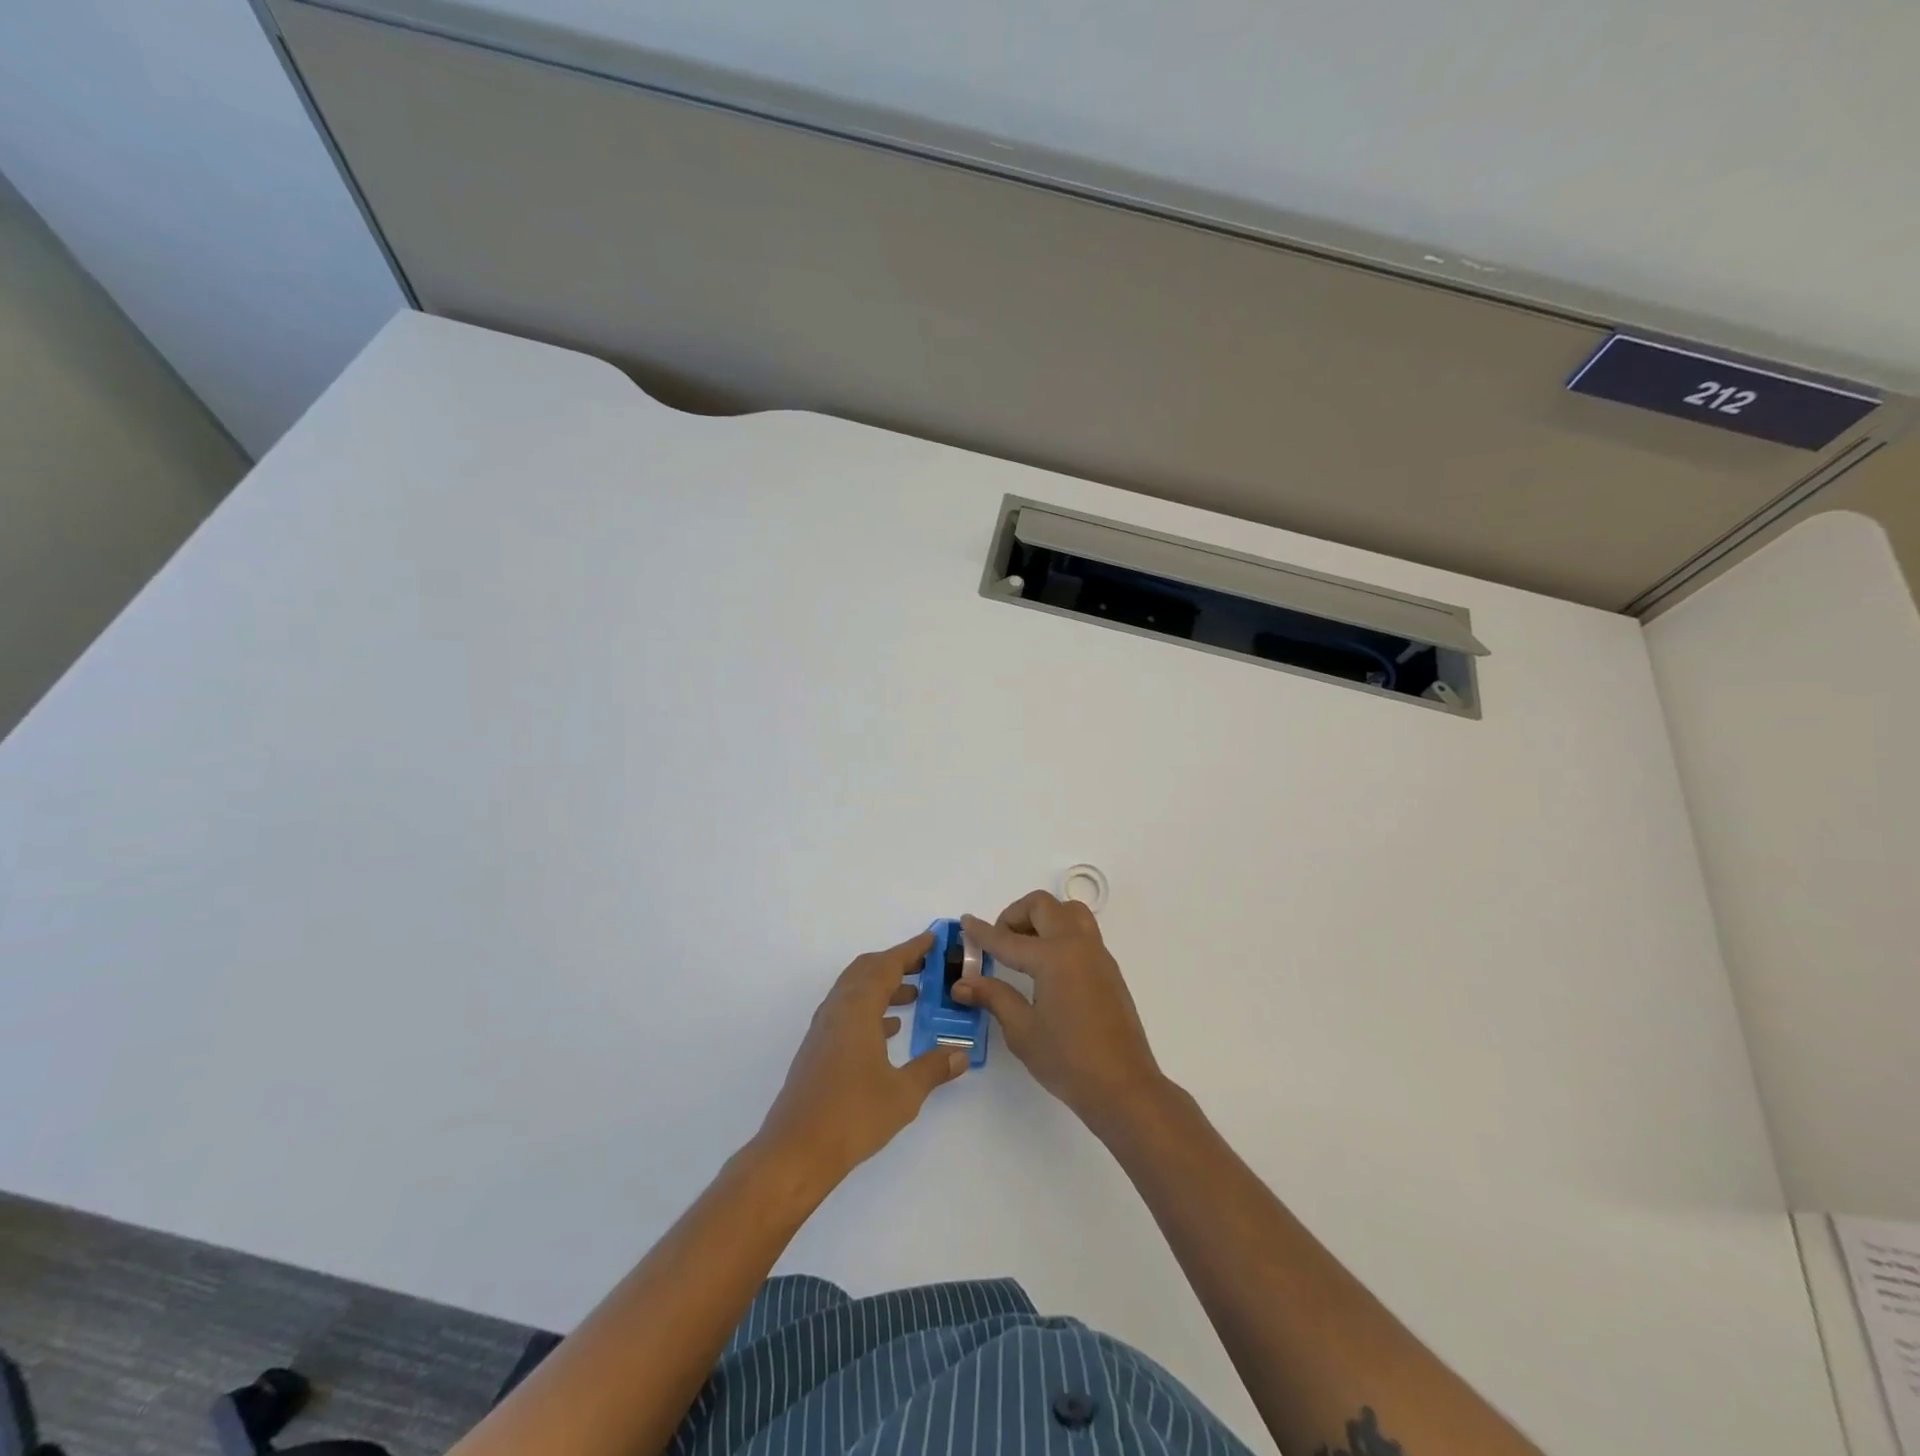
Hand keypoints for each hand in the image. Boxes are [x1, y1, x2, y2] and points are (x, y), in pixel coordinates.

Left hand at [756, 931, 969, 1193]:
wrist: (796, 1152)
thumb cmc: (852, 1116)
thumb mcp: (903, 1094)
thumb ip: (933, 1068)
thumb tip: (961, 1052)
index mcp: (857, 1009)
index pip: (887, 965)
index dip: (911, 950)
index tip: (933, 940)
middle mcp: (837, 1010)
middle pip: (867, 970)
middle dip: (897, 963)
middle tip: (927, 965)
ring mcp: (824, 1029)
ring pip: (855, 990)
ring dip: (883, 986)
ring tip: (915, 995)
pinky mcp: (818, 1049)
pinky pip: (847, 1012)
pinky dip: (870, 1008)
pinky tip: (890, 1030)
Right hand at [956, 892, 1164, 1135]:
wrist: (1123, 1087)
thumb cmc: (1068, 1060)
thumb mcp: (1022, 1031)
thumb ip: (994, 997)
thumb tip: (963, 983)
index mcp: (1054, 957)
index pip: (1008, 939)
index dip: (982, 932)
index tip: (965, 922)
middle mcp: (1077, 945)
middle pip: (1043, 906)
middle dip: (1015, 914)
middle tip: (999, 940)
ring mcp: (1098, 955)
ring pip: (1069, 912)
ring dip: (1043, 918)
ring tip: (1025, 948)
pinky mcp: (1108, 969)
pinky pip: (1082, 933)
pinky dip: (1060, 933)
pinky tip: (1047, 968)